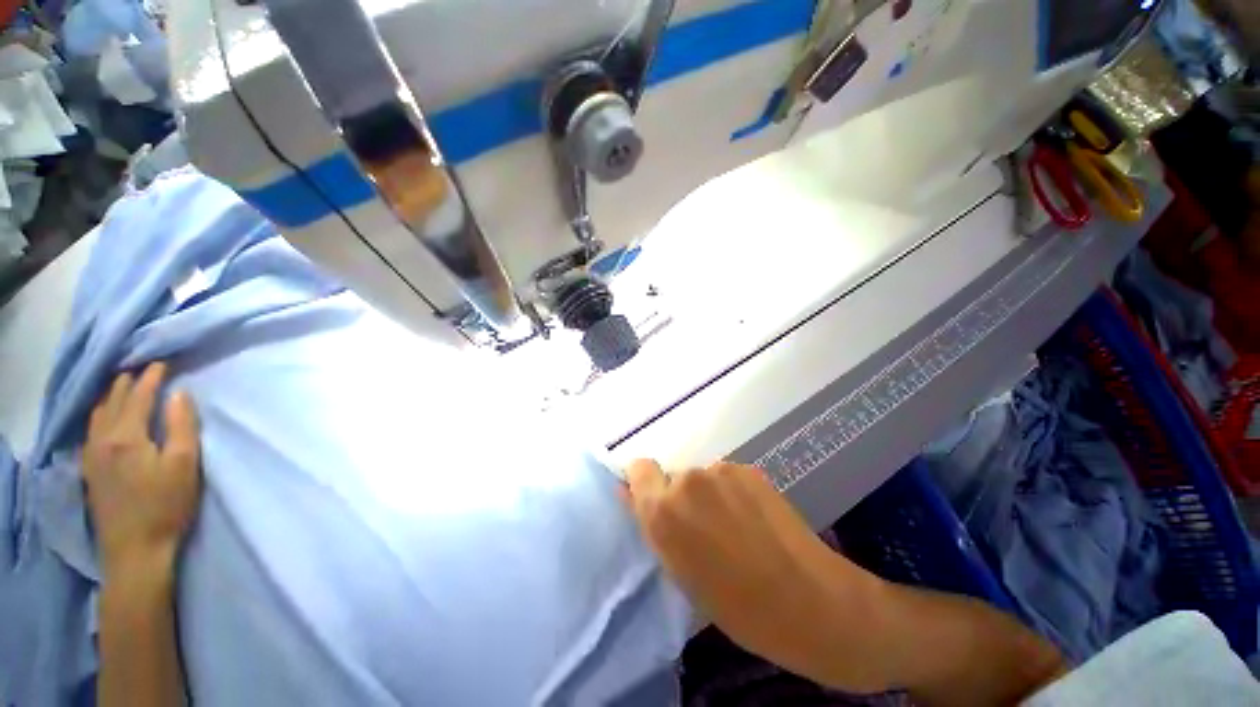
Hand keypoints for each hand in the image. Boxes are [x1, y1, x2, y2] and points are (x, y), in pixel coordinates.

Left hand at [84, 363, 201, 574]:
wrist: (135, 549)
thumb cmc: (166, 505)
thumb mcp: (185, 464)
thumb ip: (182, 426)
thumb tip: (179, 394)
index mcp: (127, 436)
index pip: (139, 396)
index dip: (151, 377)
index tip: (162, 361)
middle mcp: (102, 439)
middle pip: (113, 401)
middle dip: (128, 381)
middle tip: (142, 368)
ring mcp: (91, 455)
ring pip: (97, 414)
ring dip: (111, 396)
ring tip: (123, 386)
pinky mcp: (89, 469)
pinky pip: (91, 429)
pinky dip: (101, 414)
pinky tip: (105, 416)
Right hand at [625, 460, 884, 687]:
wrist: (809, 601)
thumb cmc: (735, 606)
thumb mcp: (680, 572)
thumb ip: (653, 525)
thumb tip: (630, 495)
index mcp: (663, 509)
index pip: (638, 469)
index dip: (645, 484)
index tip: (656, 504)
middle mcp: (688, 479)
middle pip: (673, 475)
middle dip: (681, 496)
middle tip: (705, 529)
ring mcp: (721, 471)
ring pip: (702, 477)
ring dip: (708, 494)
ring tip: (736, 528)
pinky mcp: (748, 469)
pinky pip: (727, 478)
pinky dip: (732, 492)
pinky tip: (755, 520)